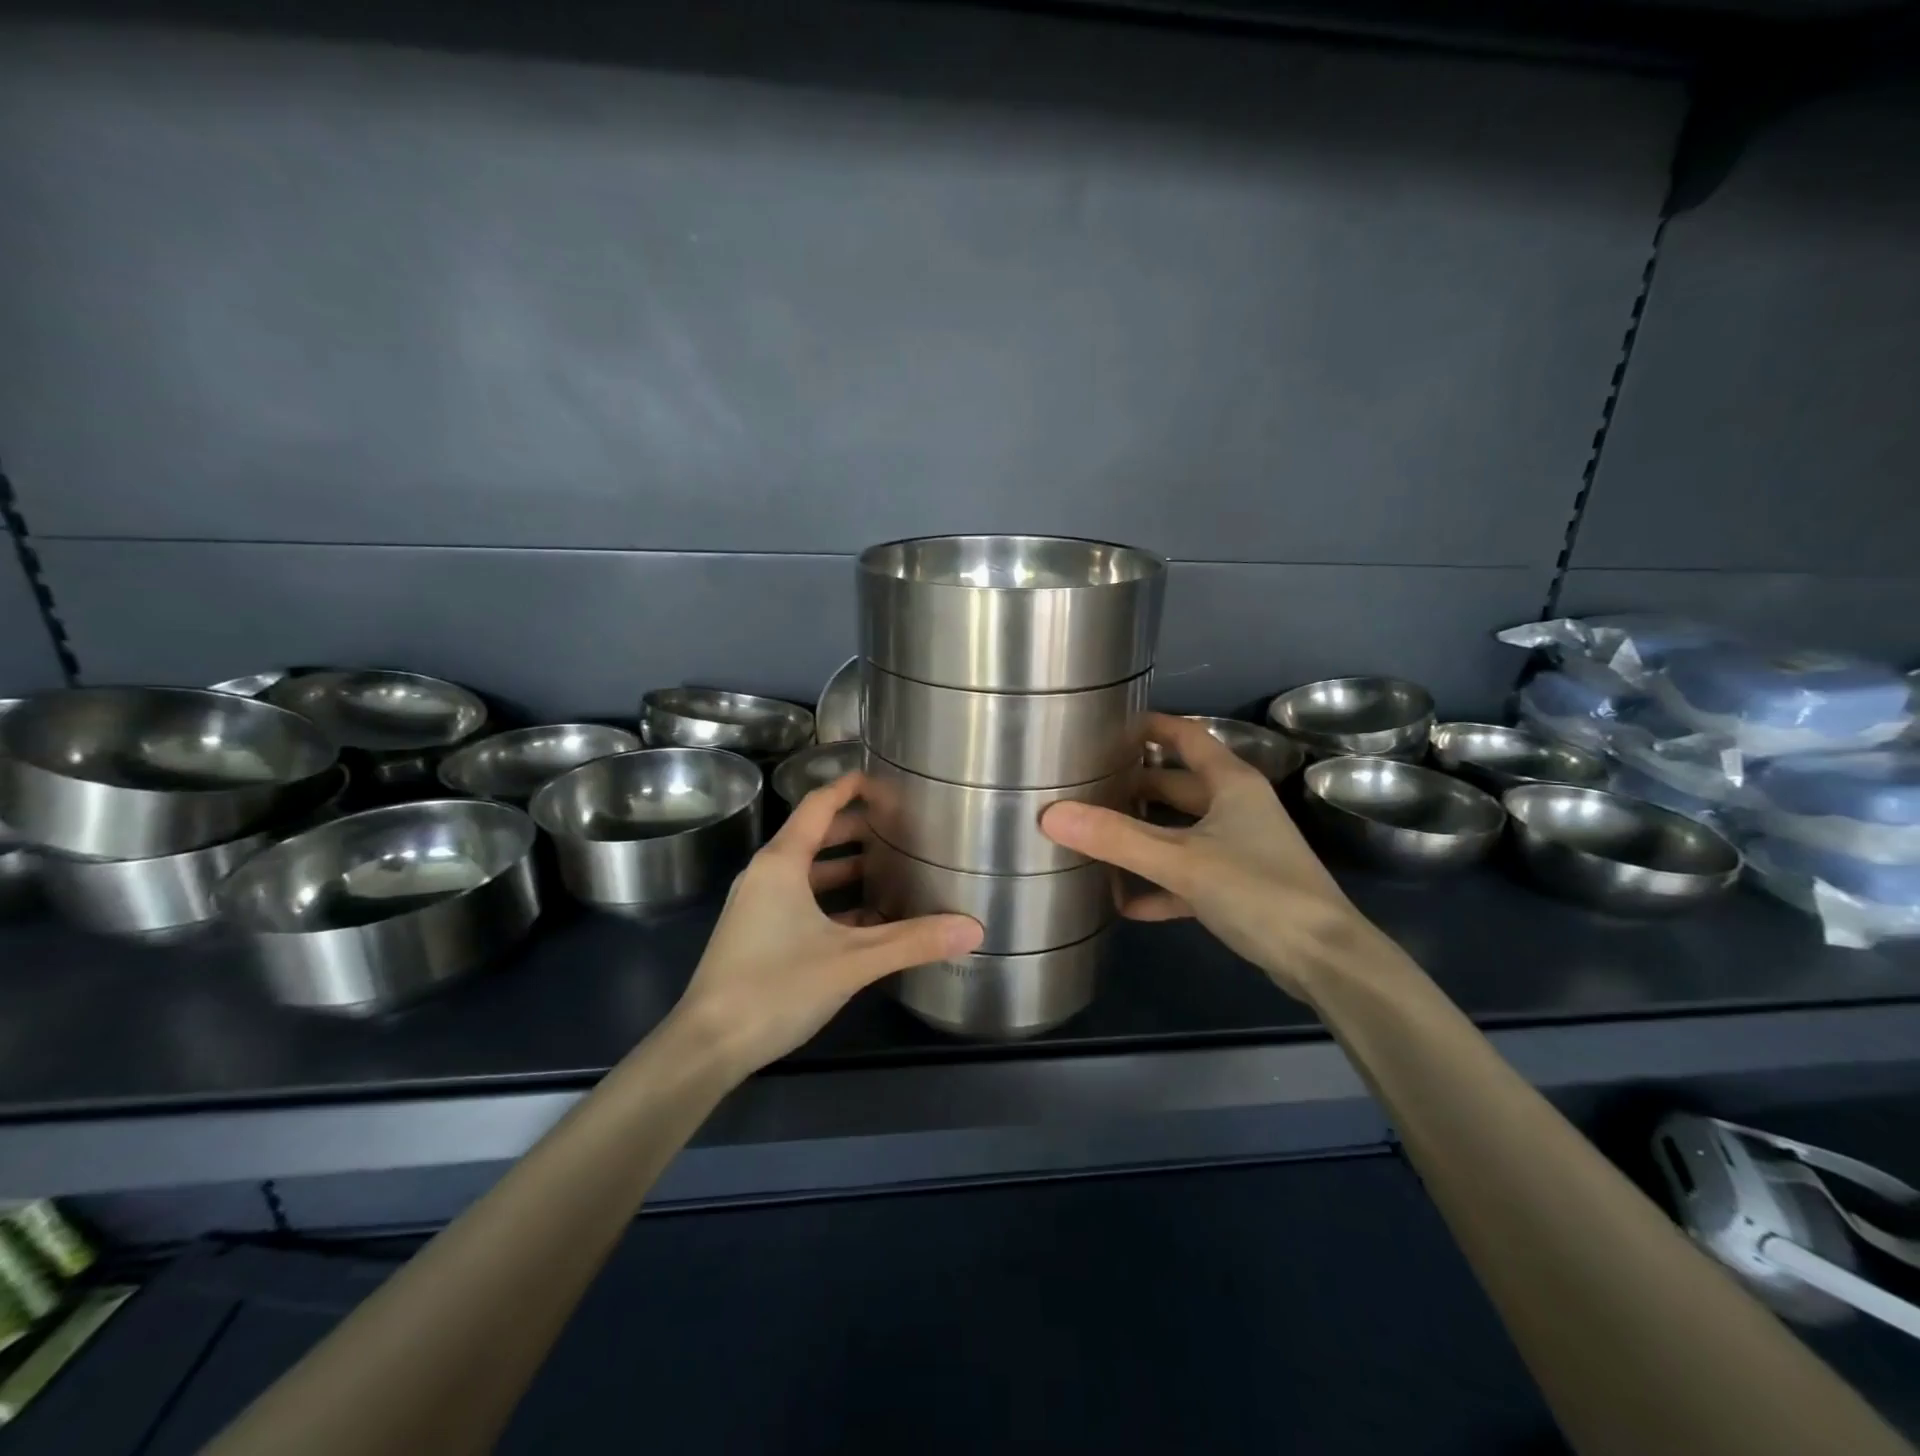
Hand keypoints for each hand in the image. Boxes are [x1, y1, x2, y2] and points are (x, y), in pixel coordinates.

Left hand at [671, 771, 983, 1076]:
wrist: (707, 1046)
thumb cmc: (776, 987)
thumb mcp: (852, 961)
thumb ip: (912, 941)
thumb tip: (973, 929)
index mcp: (782, 863)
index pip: (819, 805)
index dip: (851, 787)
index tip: (887, 780)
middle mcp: (766, 874)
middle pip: (815, 835)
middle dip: (857, 828)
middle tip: (902, 827)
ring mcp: (758, 906)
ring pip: (809, 872)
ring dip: (847, 868)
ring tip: (893, 868)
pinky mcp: (757, 934)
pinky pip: (801, 901)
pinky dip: (834, 901)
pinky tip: (868, 920)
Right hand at [1040, 713, 1405, 998]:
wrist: (1325, 960)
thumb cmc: (1258, 891)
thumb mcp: (1181, 861)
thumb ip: (1116, 838)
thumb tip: (1050, 815)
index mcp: (1230, 783)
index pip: (1186, 736)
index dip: (1150, 727)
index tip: (1105, 727)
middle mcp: (1236, 807)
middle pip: (1176, 785)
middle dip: (1133, 786)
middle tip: (1084, 788)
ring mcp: (1239, 848)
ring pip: (1179, 832)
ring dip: (1142, 837)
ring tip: (1093, 839)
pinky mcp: (1238, 887)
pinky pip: (1188, 876)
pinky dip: (1159, 885)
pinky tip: (1125, 903)